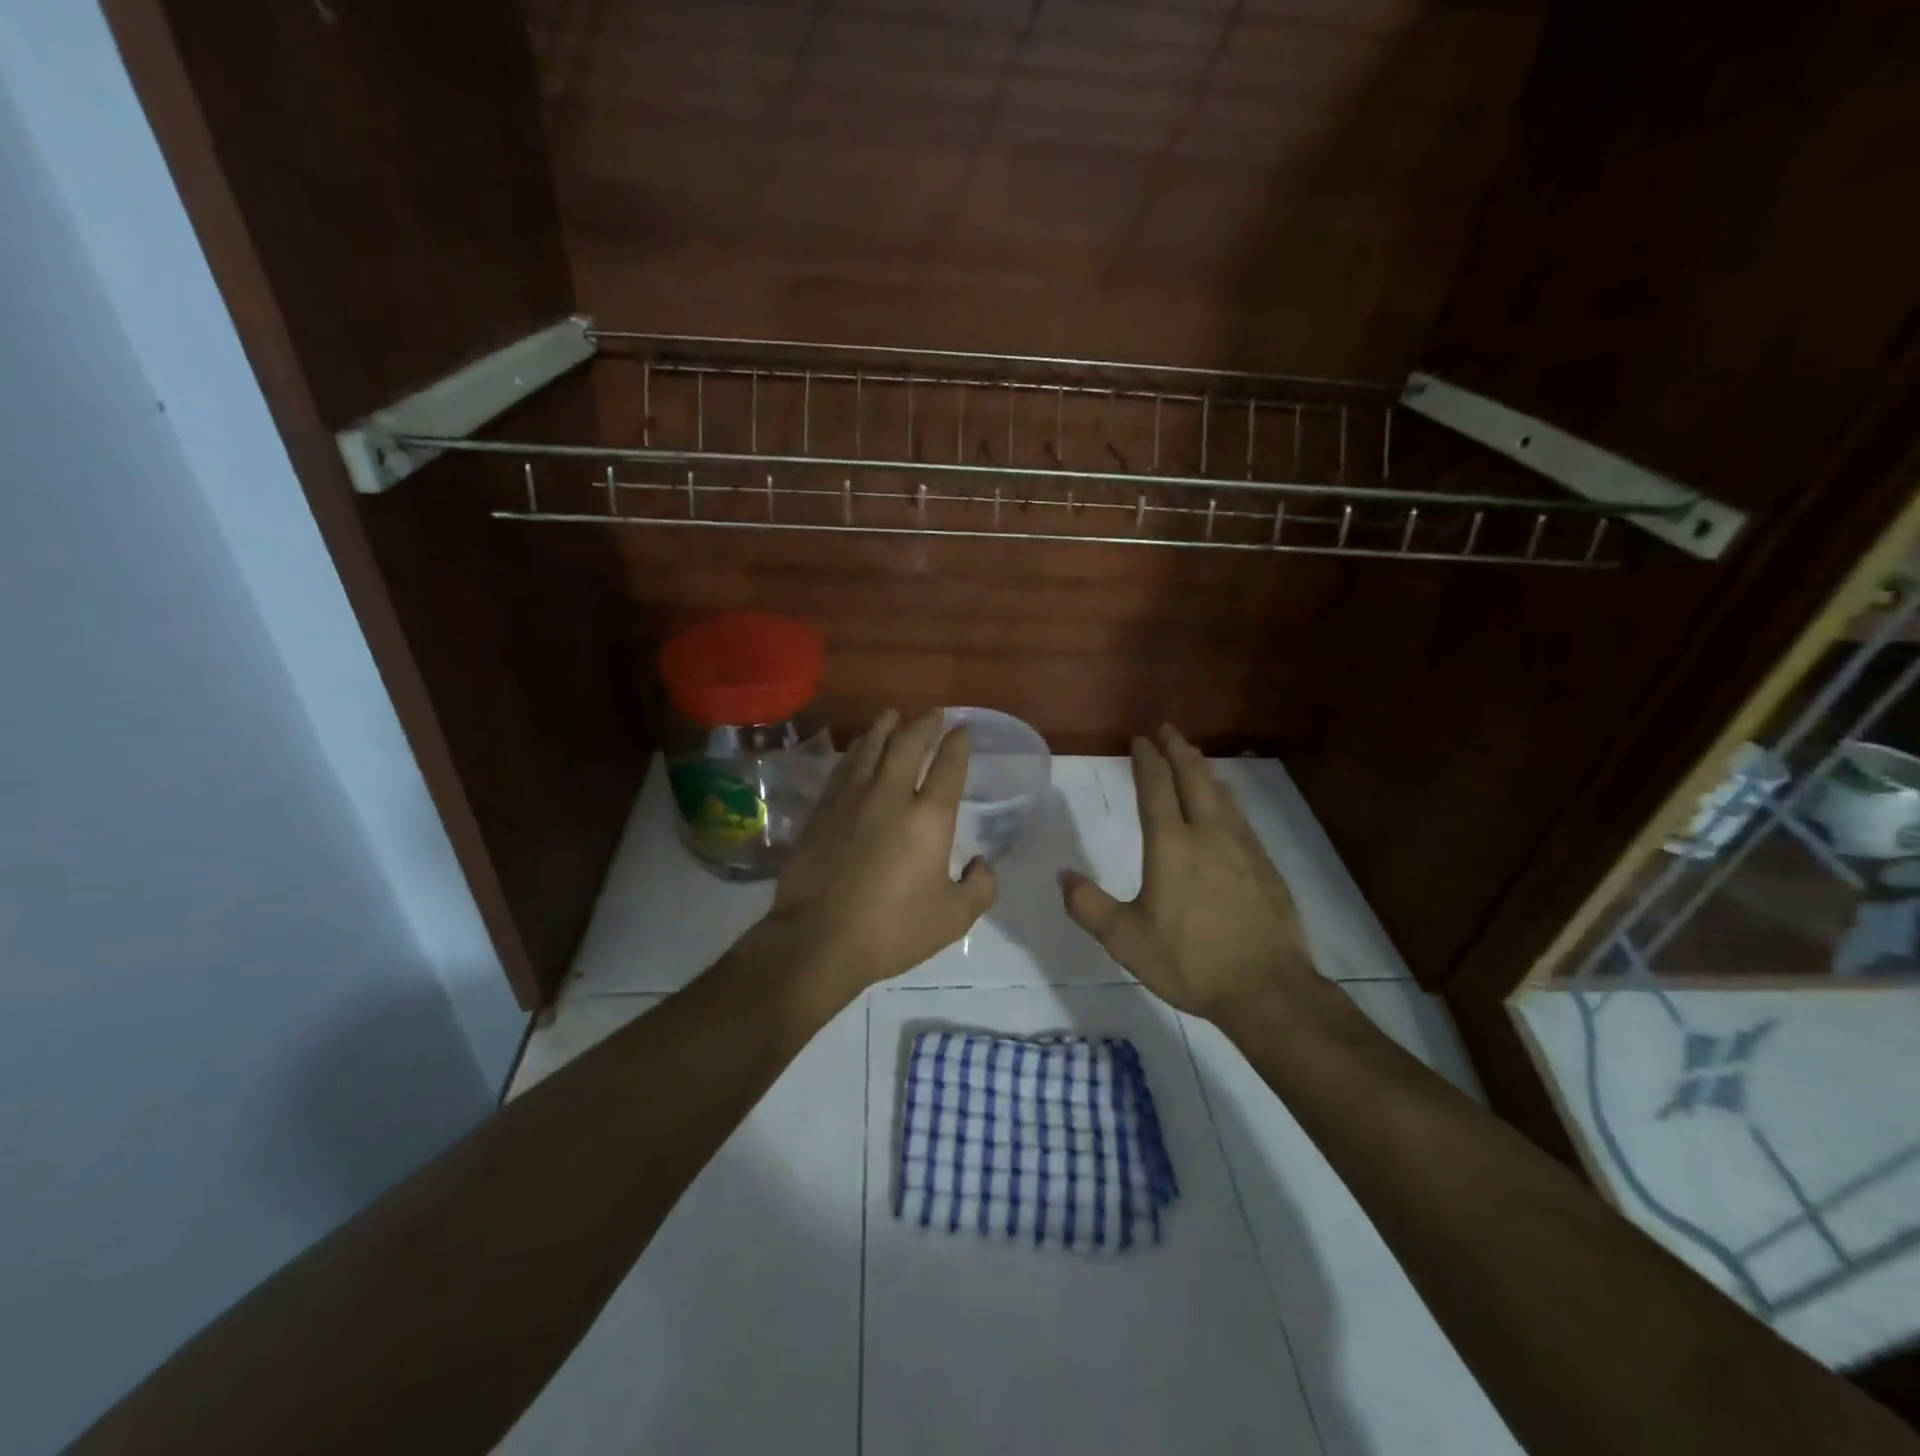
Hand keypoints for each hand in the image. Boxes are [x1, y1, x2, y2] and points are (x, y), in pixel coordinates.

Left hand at [764, 709, 997, 993]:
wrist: (818, 939)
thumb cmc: (892, 930)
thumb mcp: (953, 919)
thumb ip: (979, 888)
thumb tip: (982, 865)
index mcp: (928, 818)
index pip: (948, 767)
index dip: (957, 744)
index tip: (962, 730)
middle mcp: (890, 796)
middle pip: (907, 745)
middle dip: (923, 724)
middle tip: (932, 713)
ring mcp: (851, 799)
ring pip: (870, 748)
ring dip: (885, 727)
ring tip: (892, 715)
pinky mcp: (822, 811)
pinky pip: (843, 768)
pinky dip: (856, 751)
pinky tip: (858, 749)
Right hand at [1060, 725, 1312, 1020]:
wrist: (1267, 990)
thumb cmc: (1190, 961)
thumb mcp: (1125, 939)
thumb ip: (1089, 906)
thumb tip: (1064, 877)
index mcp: (1172, 845)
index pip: (1156, 788)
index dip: (1146, 760)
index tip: (1140, 739)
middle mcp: (1209, 835)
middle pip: (1193, 778)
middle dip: (1178, 750)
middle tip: (1167, 730)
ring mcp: (1243, 849)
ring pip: (1221, 795)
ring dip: (1204, 770)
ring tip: (1194, 758)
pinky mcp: (1266, 867)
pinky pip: (1240, 818)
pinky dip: (1227, 799)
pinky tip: (1228, 807)